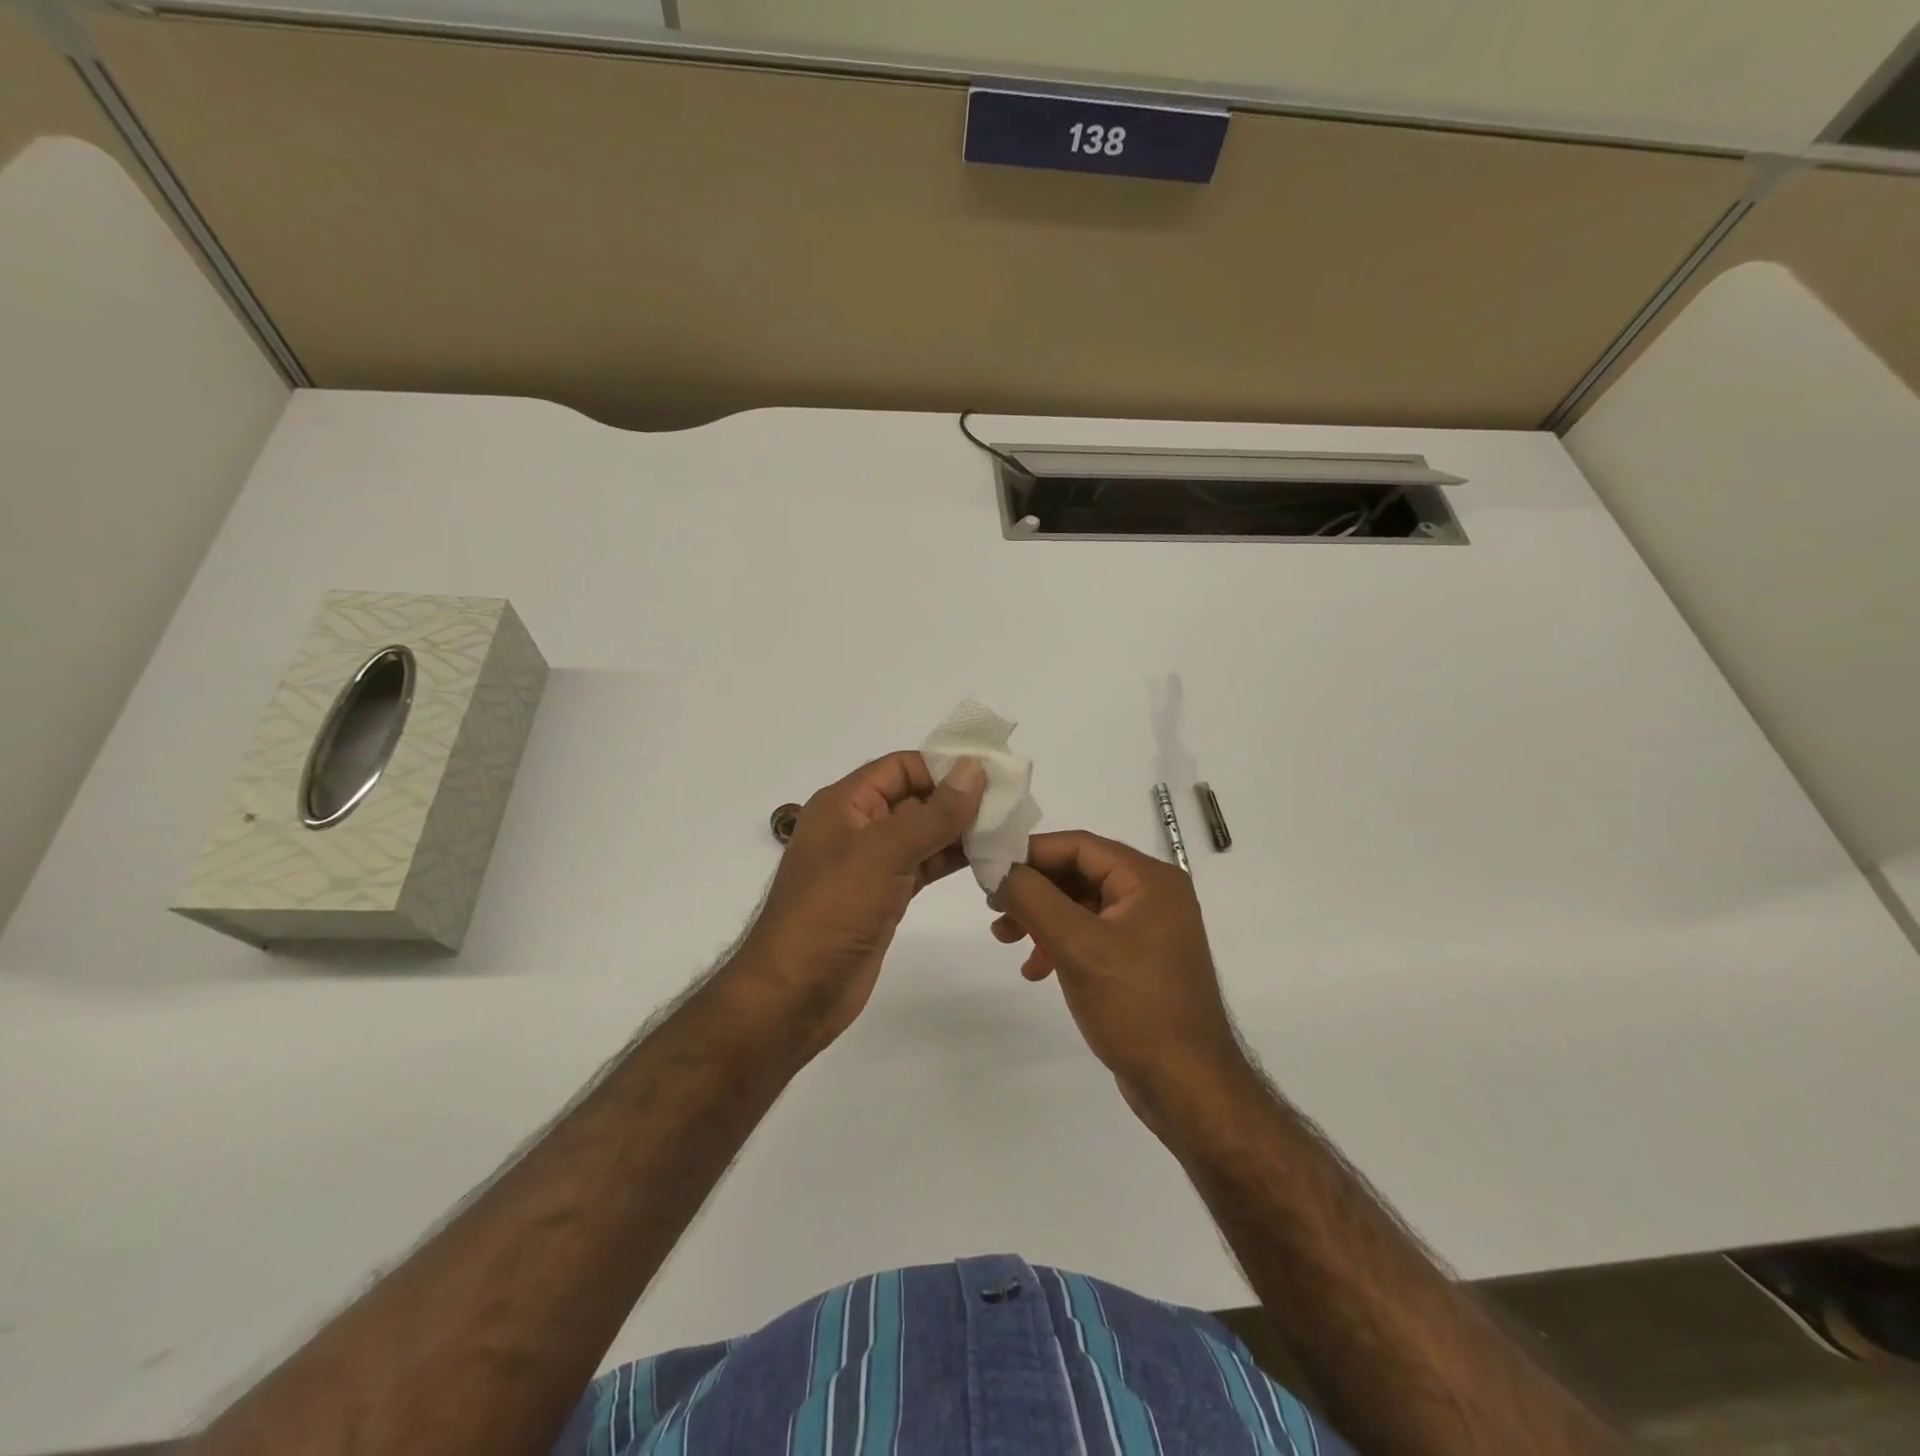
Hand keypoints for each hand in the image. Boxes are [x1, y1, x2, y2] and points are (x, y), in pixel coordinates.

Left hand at [735, 752, 985, 1056]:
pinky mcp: (885, 897)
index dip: (943, 765)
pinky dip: (951, 860)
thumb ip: (933, 813)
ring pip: (923, 834)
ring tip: (1007, 829)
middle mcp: (858, 827)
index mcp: (844, 804)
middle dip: (958, 798)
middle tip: (1011, 802)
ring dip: (960, 830)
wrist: (795, 994)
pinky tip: (987, 859)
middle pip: (914, 798)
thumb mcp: (883, 853)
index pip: (900, 767)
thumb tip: (974, 769)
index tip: (992, 772)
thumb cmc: (832, 911)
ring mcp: (871, 865)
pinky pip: (923, 866)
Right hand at [991, 830, 1248, 1114]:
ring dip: (1041, 918)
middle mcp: (1153, 895)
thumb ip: (1033, 897)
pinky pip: (1091, 935)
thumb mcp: (1077, 945)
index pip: (1080, 846)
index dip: (1031, 852)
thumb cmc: (1135, 1005)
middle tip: (993, 906)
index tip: (990, 867)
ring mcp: (1148, 929)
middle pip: (1079, 873)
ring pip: (1081, 906)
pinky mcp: (1139, 960)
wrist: (1186, 1086)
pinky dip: (1060, 945)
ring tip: (1005, 938)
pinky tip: (1035, 969)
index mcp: (1149, 879)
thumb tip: (997, 866)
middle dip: (1033, 889)